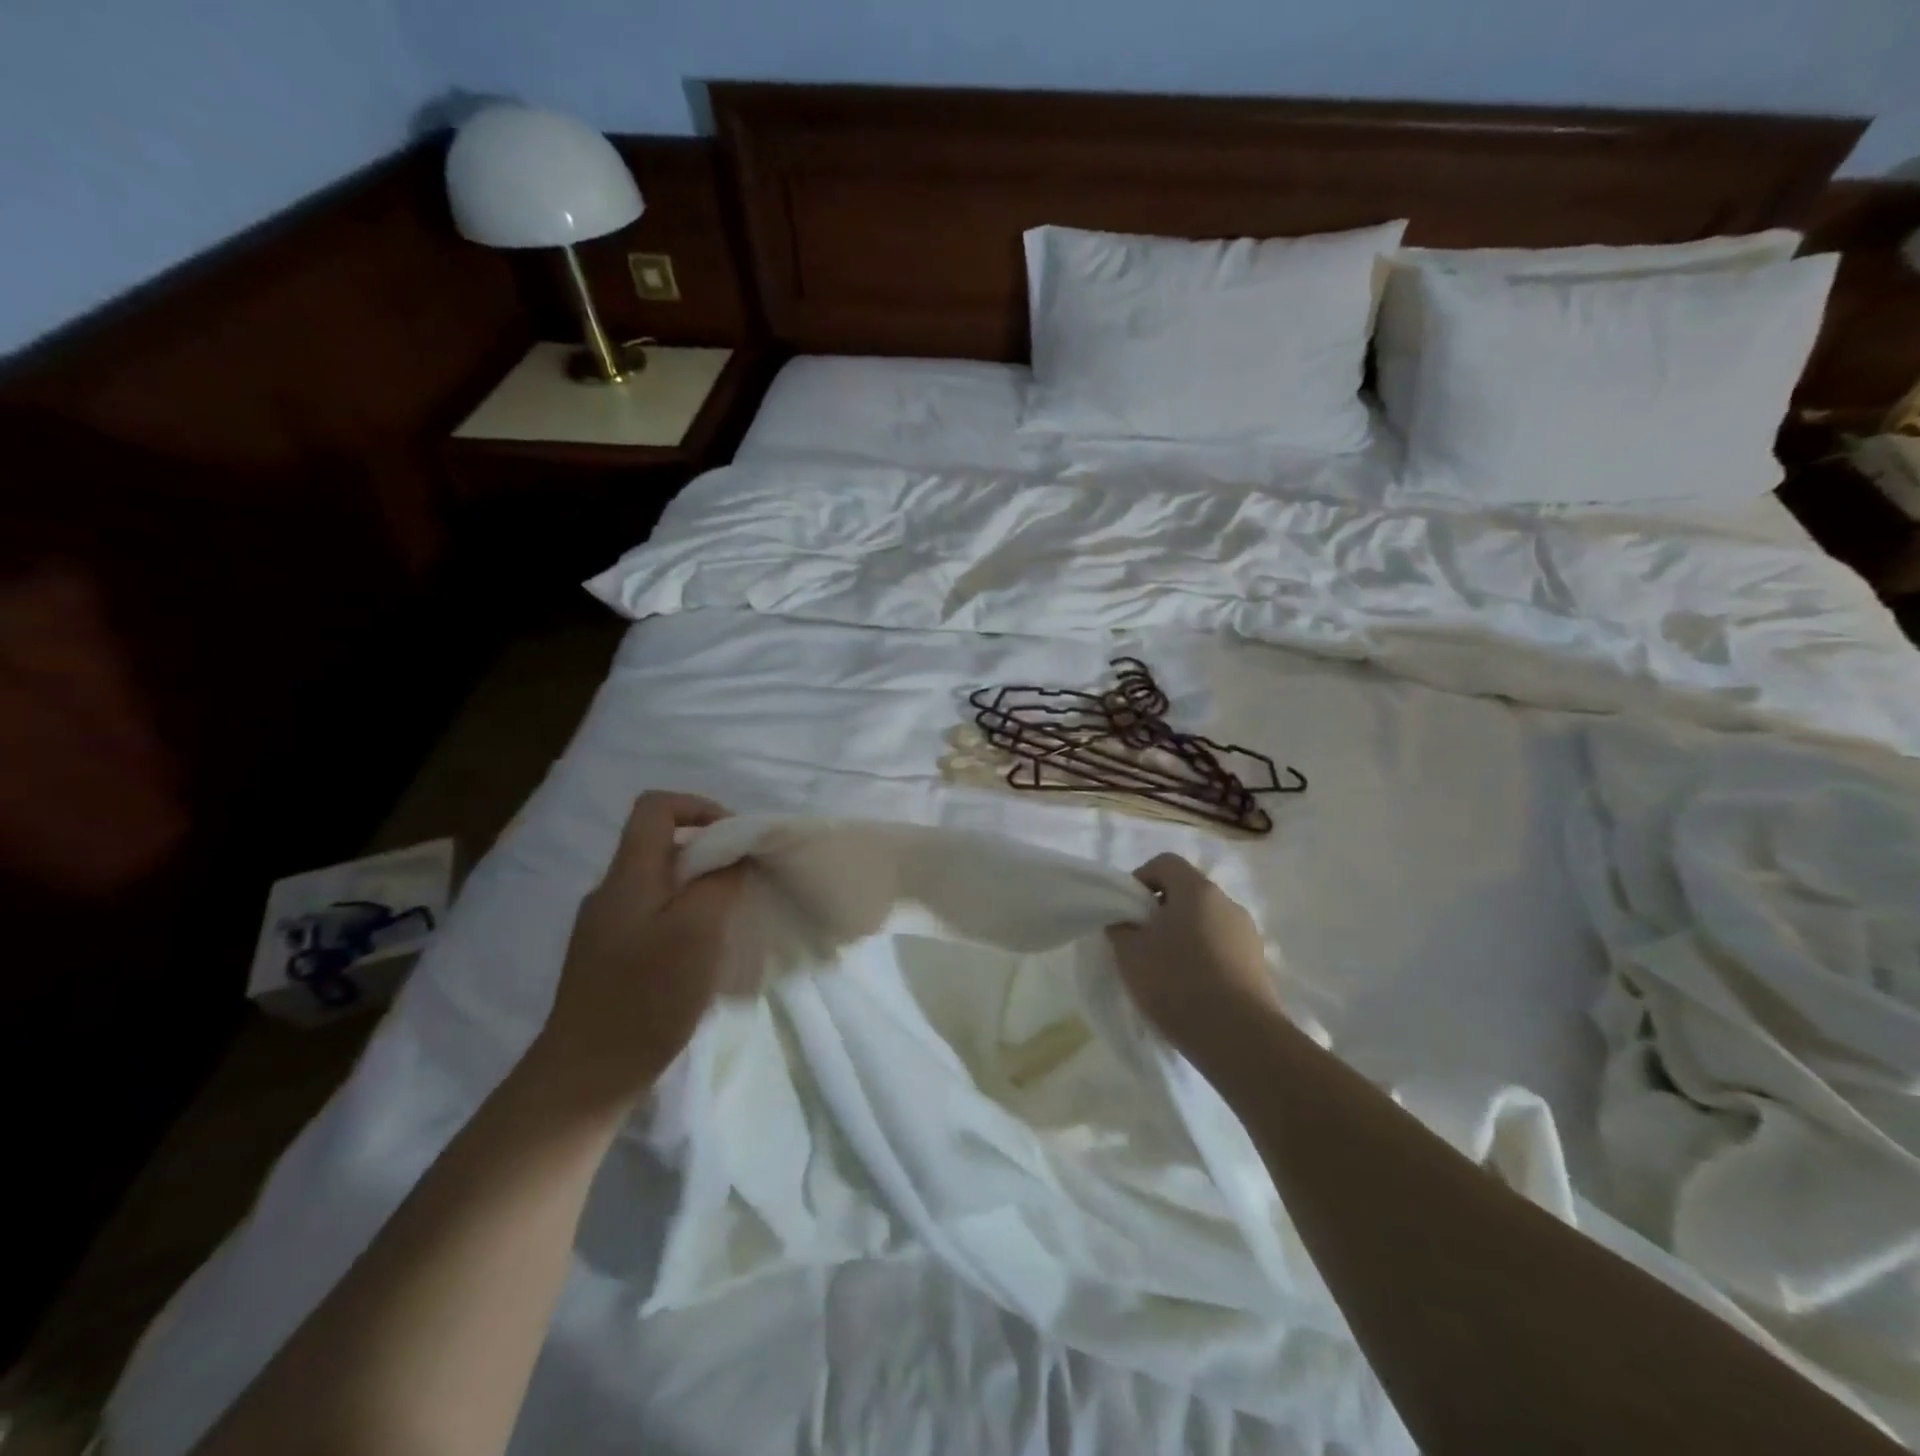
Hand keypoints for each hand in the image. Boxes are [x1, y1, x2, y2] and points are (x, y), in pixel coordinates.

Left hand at [534, 792, 744, 1106]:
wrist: (584, 1077)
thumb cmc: (646, 997)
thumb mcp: (698, 931)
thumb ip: (720, 882)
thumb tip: (733, 855)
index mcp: (628, 876)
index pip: (656, 807)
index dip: (699, 806)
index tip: (735, 838)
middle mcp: (611, 892)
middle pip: (661, 846)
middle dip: (709, 854)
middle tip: (743, 884)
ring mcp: (605, 927)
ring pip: (660, 884)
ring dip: (700, 890)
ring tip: (728, 922)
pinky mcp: (607, 959)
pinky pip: (653, 917)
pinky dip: (684, 920)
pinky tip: (700, 957)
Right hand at [1105, 854, 1280, 1059]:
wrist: (1240, 1039)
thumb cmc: (1178, 983)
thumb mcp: (1130, 953)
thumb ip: (1121, 927)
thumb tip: (1126, 920)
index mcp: (1197, 890)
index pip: (1165, 862)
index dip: (1140, 879)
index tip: (1127, 911)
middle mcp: (1228, 903)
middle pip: (1187, 893)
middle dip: (1160, 912)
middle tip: (1140, 943)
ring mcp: (1248, 935)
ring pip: (1205, 923)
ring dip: (1183, 937)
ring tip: (1165, 972)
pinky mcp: (1258, 966)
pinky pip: (1222, 949)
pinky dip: (1203, 959)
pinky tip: (1191, 991)